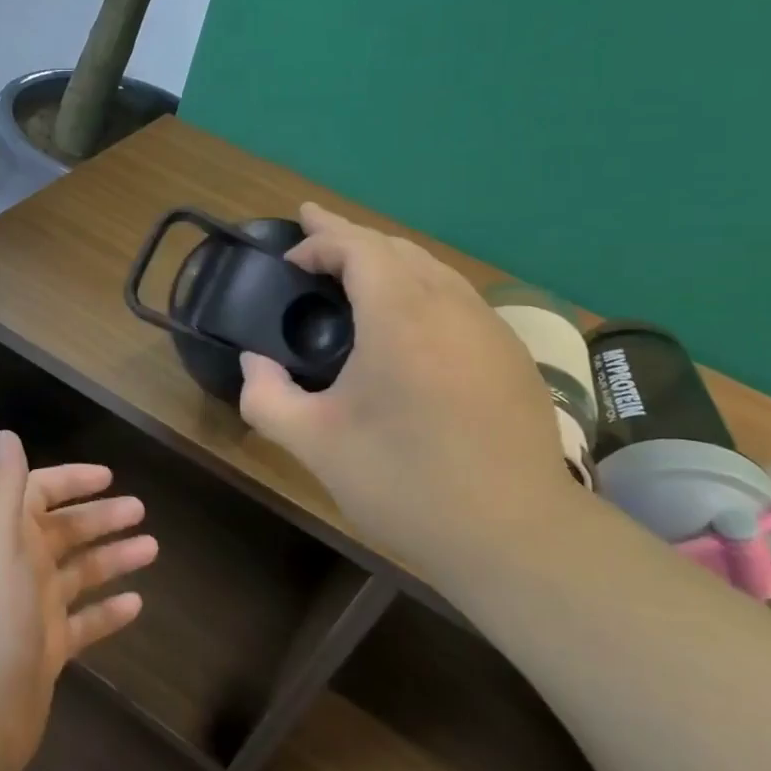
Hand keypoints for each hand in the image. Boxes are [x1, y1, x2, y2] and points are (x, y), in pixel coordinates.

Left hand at [0, 431, 157, 770]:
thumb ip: (4, 491)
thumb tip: (5, 434)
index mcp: (4, 540)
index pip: (38, 495)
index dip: (70, 481)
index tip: (110, 477)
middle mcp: (18, 569)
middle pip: (64, 533)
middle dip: (101, 519)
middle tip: (142, 512)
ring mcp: (33, 613)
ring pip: (80, 574)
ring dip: (112, 558)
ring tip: (152, 549)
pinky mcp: (47, 652)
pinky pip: (84, 622)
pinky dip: (108, 611)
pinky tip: (138, 604)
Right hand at [238, 203, 568, 561]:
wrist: (517, 535)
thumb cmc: (406, 483)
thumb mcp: (315, 444)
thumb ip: (266, 397)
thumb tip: (253, 364)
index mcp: (400, 315)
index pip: (358, 246)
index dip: (320, 240)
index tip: (289, 258)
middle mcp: (450, 305)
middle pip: (396, 247)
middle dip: (350, 237)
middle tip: (314, 235)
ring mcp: (489, 327)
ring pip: (432, 268)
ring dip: (388, 259)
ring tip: (355, 270)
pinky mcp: (511, 355)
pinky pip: (457, 297)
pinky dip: (420, 287)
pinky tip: (409, 319)